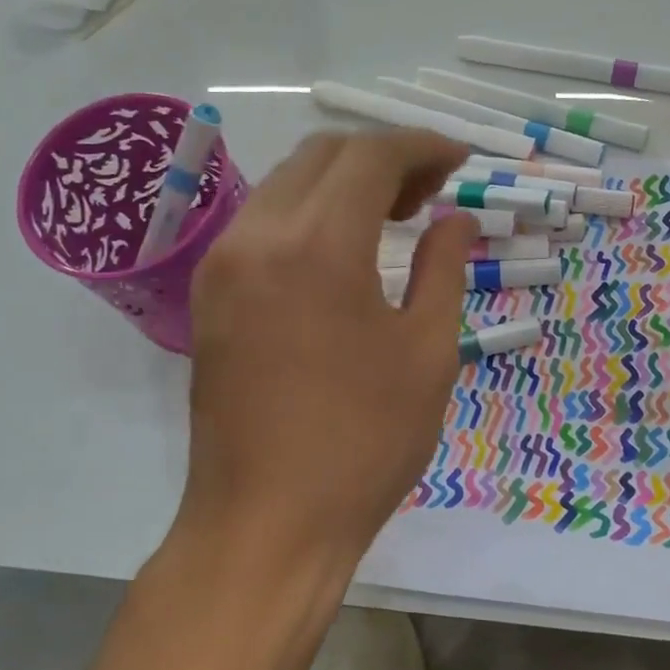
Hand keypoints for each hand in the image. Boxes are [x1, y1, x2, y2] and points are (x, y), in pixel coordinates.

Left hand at [179, 130, 476, 571]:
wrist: (267, 522)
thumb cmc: (363, 444)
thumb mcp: (427, 354)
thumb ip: (444, 269)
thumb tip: (455, 221)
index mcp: (318, 246)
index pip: (371, 157)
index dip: (422, 147)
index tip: (459, 161)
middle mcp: (257, 236)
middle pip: (322, 156)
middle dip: (383, 159)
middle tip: (430, 195)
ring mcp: (223, 264)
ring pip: (287, 184)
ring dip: (343, 183)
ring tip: (392, 219)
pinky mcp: (210, 295)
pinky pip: (263, 222)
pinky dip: (309, 213)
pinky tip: (342, 251)